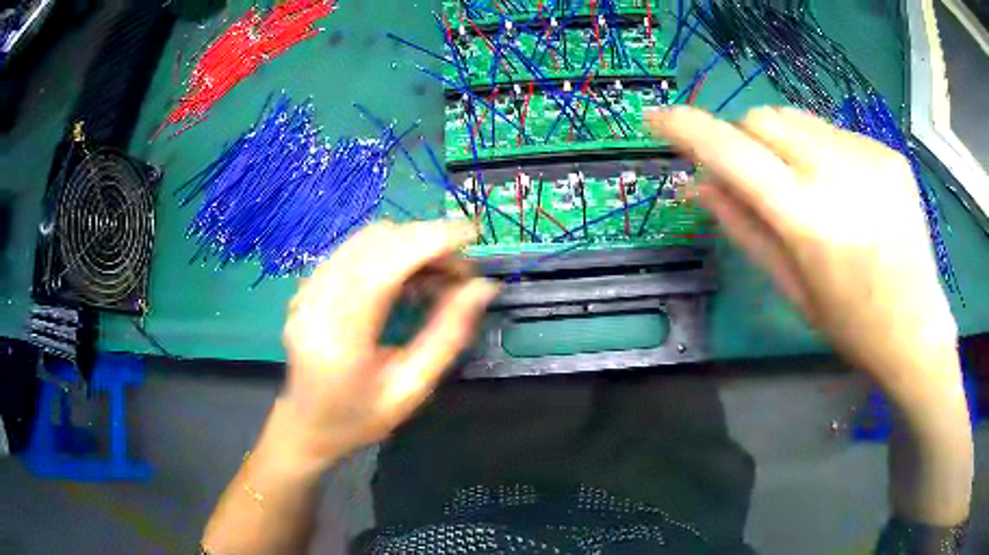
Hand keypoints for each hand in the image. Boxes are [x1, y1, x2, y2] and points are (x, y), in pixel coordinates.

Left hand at [280, 221, 499, 466]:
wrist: (307, 425)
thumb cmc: (361, 418)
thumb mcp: (412, 388)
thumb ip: (447, 336)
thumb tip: (481, 288)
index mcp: (339, 337)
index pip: (383, 266)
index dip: (429, 241)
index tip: (471, 233)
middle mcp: (316, 303)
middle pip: (373, 243)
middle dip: (425, 241)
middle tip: (460, 270)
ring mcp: (306, 291)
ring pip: (362, 240)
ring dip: (407, 244)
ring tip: (437, 274)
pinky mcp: (306, 287)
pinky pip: (351, 251)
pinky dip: (386, 252)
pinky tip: (404, 278)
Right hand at [648, 106, 959, 403]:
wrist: (916, 329)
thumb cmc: (851, 325)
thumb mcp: (792, 288)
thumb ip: (744, 229)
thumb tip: (696, 186)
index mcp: (809, 219)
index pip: (732, 152)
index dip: (687, 129)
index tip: (656, 118)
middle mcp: (838, 172)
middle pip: (761, 119)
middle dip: (743, 141)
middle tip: (753, 178)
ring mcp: (868, 154)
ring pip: (796, 118)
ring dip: (781, 142)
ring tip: (803, 185)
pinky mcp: (887, 151)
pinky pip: (834, 132)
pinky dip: (820, 151)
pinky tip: (843, 190)